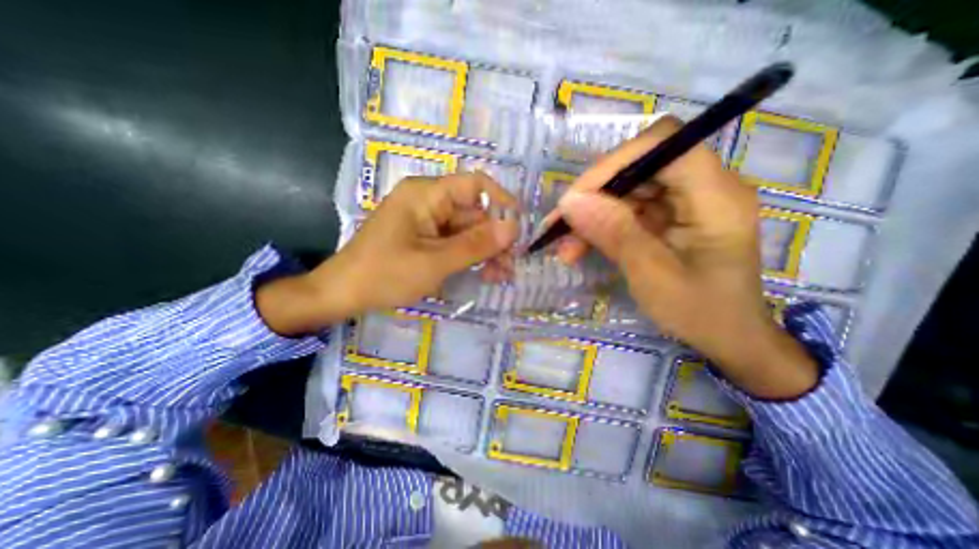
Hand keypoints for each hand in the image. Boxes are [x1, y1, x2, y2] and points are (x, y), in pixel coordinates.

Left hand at [261, 172, 518, 335]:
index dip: (501, 202)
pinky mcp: (425, 238)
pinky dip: (470, 256)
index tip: (518, 228)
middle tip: (510, 265)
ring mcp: (426, 221)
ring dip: (485, 251)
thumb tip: (513, 227)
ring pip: (467, 230)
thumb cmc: (385, 274)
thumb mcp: (435, 262)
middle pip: (473, 212)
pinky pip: (454, 242)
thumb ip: (475, 244)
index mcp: (427, 194)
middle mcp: (429, 201)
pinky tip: (485, 273)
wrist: (343, 294)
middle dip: (495, 238)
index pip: (475, 184)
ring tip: (501, 275)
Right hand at [549, 116, 819, 397]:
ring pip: (626, 190)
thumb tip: (570, 201)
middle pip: (638, 166)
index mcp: (715, 196)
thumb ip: (614, 234)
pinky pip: (627, 209)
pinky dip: (600, 226)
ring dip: (591, 215)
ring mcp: (684, 201)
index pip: (663, 145)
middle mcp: (702, 187)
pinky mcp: (668, 216)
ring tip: (565, 247)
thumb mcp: (652, 275)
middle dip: (593, 195)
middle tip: (560, 225)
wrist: (728, 337)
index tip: (576, 198)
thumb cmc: (701, 313)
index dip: (614, 163)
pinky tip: (580, 247)